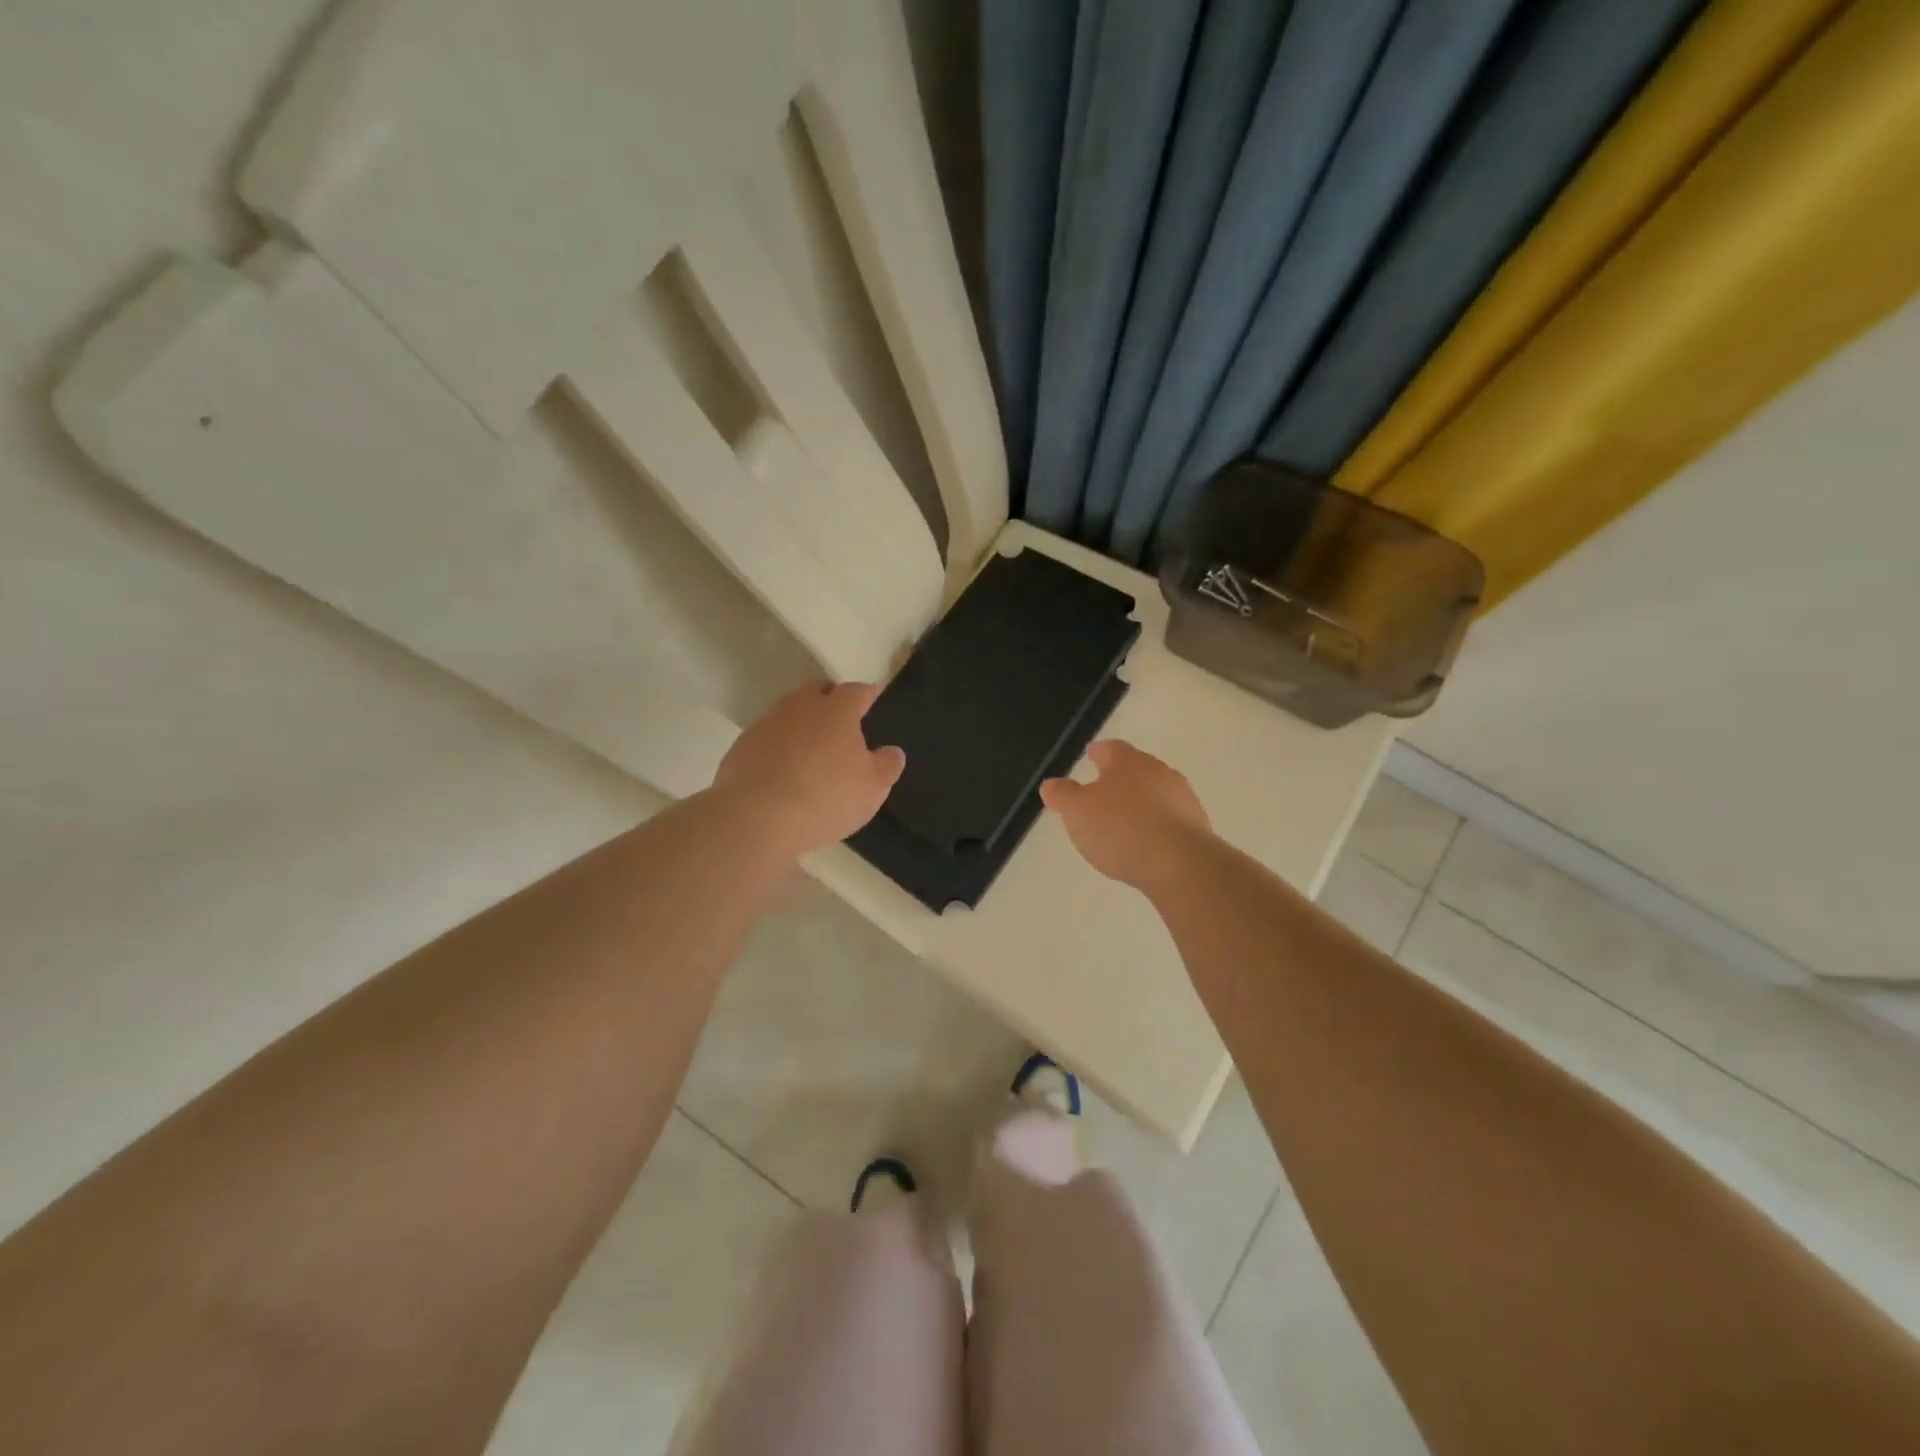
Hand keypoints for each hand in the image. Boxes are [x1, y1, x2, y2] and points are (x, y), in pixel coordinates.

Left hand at [714, 681, 904, 855]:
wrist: (757, 816)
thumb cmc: (826, 796)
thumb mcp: (872, 788)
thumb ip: (886, 766)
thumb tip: (893, 751)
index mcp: (837, 710)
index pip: (857, 690)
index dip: (869, 692)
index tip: (875, 693)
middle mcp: (801, 706)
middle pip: (818, 691)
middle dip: (831, 699)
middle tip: (841, 718)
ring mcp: (767, 724)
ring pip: (790, 713)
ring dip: (802, 724)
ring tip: (811, 747)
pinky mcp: (742, 747)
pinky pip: (767, 738)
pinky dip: (778, 746)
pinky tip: (782, 770)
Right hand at [1039, 740, 1210, 891]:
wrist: (1179, 863)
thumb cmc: (1120, 829)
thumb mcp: (1077, 811)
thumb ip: (1062, 795)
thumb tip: (1051, 784)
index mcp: (1128, 761)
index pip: (1111, 748)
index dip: (1098, 752)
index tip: (1090, 756)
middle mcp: (1159, 771)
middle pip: (1136, 769)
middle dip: (1120, 779)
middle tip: (1103, 793)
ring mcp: (1182, 798)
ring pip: (1156, 793)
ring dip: (1141, 803)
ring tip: (1124, 822)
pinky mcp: (1197, 826)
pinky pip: (1169, 819)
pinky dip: (1156, 825)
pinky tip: (1146, 844)